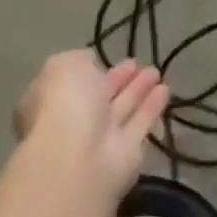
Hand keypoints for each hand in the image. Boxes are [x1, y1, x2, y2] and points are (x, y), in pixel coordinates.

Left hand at [13, 51, 170, 199]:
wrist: (79, 159)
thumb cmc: (65, 105)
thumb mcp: (64, 66)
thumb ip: (79, 60)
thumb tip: (91, 63)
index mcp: (50, 100)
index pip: (72, 82)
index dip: (92, 69)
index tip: (110, 57)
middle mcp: (74, 120)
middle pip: (100, 96)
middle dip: (119, 79)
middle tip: (138, 63)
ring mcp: (101, 139)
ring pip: (122, 109)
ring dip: (138, 90)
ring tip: (156, 72)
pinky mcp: (128, 153)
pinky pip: (141, 124)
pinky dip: (152, 107)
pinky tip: (166, 90)